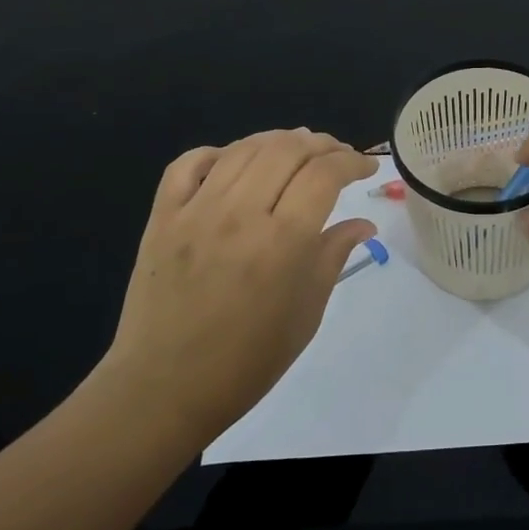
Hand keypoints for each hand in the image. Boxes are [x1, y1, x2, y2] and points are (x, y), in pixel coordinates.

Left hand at [100, 130, 376, 443]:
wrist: (164, 389)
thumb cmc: (247, 361)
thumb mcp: (306, 313)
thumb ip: (333, 256)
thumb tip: (363, 223)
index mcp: (283, 242)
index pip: (325, 174)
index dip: (352, 161)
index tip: (366, 167)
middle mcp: (240, 214)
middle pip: (287, 150)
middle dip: (321, 143)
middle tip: (337, 155)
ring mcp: (195, 212)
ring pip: (243, 149)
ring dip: (278, 140)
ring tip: (297, 148)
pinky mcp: (162, 218)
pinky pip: (187, 164)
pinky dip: (216, 152)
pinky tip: (234, 161)